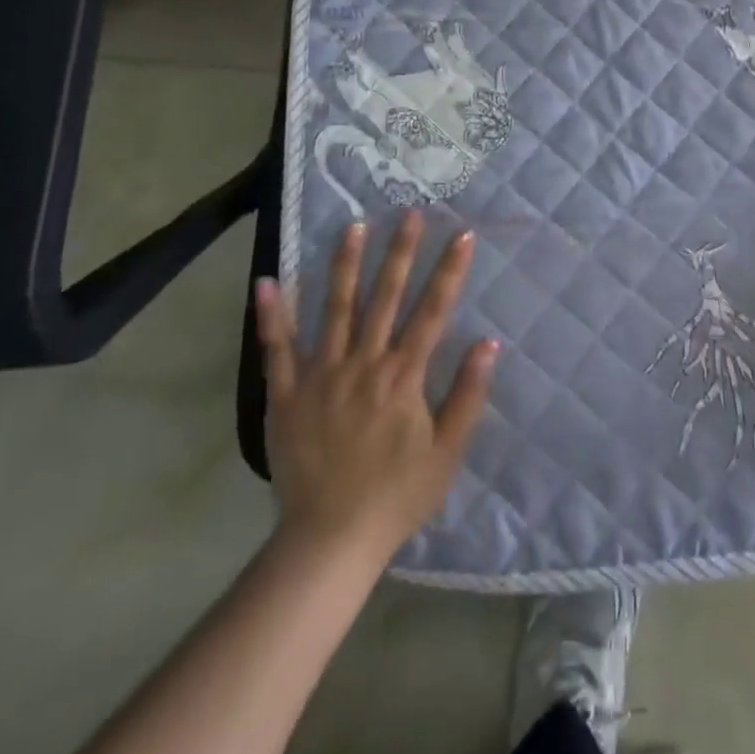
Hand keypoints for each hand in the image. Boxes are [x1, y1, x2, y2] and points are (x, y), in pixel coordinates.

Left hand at [257, 213, 498, 565]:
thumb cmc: (397, 496)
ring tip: (353, 225)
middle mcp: (363, 363)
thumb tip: (488, 342)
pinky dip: (272, 315)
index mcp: (402, 377)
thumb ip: (468, 394)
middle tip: (409, 214)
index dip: (449, 271)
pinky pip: (277, 348)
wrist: (330, 540)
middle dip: (400, 252)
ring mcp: (320, 375)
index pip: (432, 311)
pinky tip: (266, 281)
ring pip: (334, 308)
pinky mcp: (286, 394)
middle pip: (384, 297)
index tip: (462, 234)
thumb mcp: (447, 452)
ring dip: (344, 264)